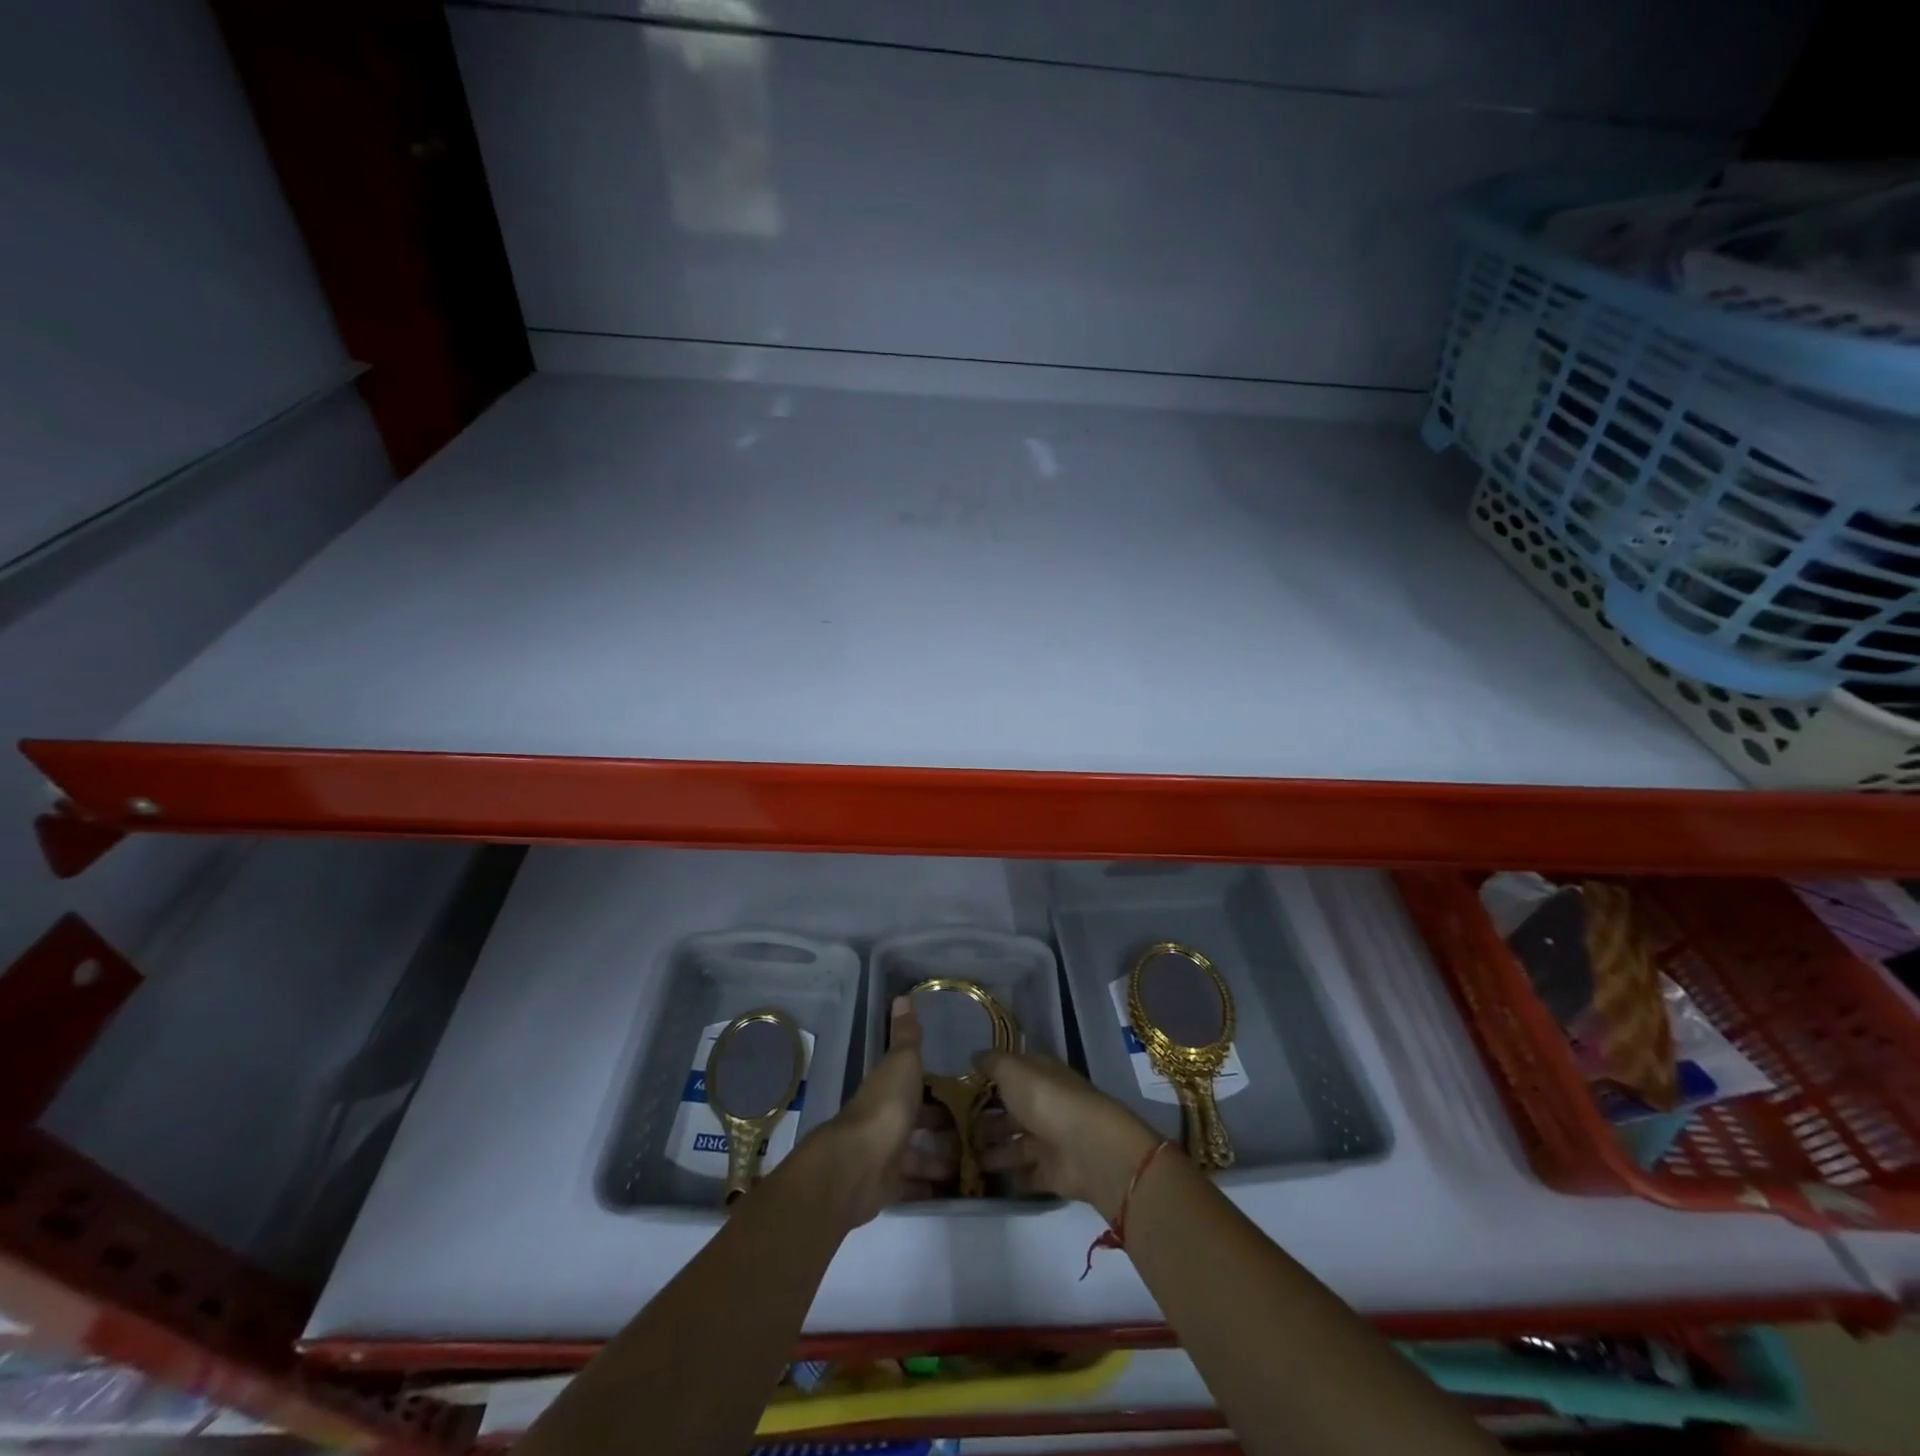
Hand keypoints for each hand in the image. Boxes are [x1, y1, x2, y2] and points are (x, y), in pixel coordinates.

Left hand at [810, 997, 955, 1225]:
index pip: (914, 1084)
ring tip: (975, 1162)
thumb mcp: (902, 1063)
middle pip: (917, 1121)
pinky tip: (954, 1188)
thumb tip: (903, 996)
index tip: (965, 1092)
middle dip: (943, 1126)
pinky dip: (930, 1186)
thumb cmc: (885, 1107)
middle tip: (979, 1131)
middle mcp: (885, 1119)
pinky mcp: (887, 1187)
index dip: (937, 1088)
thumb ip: (906, 1035)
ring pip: (917, 1155)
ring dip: (941, 1158)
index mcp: (889, 1088)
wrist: (856, 1166)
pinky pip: (912, 1184)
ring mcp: (885, 1155)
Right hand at [974, 1048, 1162, 1220]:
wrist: (1087, 1148)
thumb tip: (975, 1056)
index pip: (1013, 1074)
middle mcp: (1046, 1105)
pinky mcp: (1053, 1173)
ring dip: (992, 1149)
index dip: (989, 1080)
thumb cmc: (1046, 1099)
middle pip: (1012, 1112)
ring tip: (962, 1156)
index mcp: (1041, 1075)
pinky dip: (1009, 1176)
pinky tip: (983, 1179)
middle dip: (986, 1120)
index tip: (960, 1091)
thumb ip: (992, 1063)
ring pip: (1016, 1144)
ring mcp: (1051, 1140)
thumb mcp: (1013, 1070)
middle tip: (954, 1130)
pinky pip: (1026, 1174)